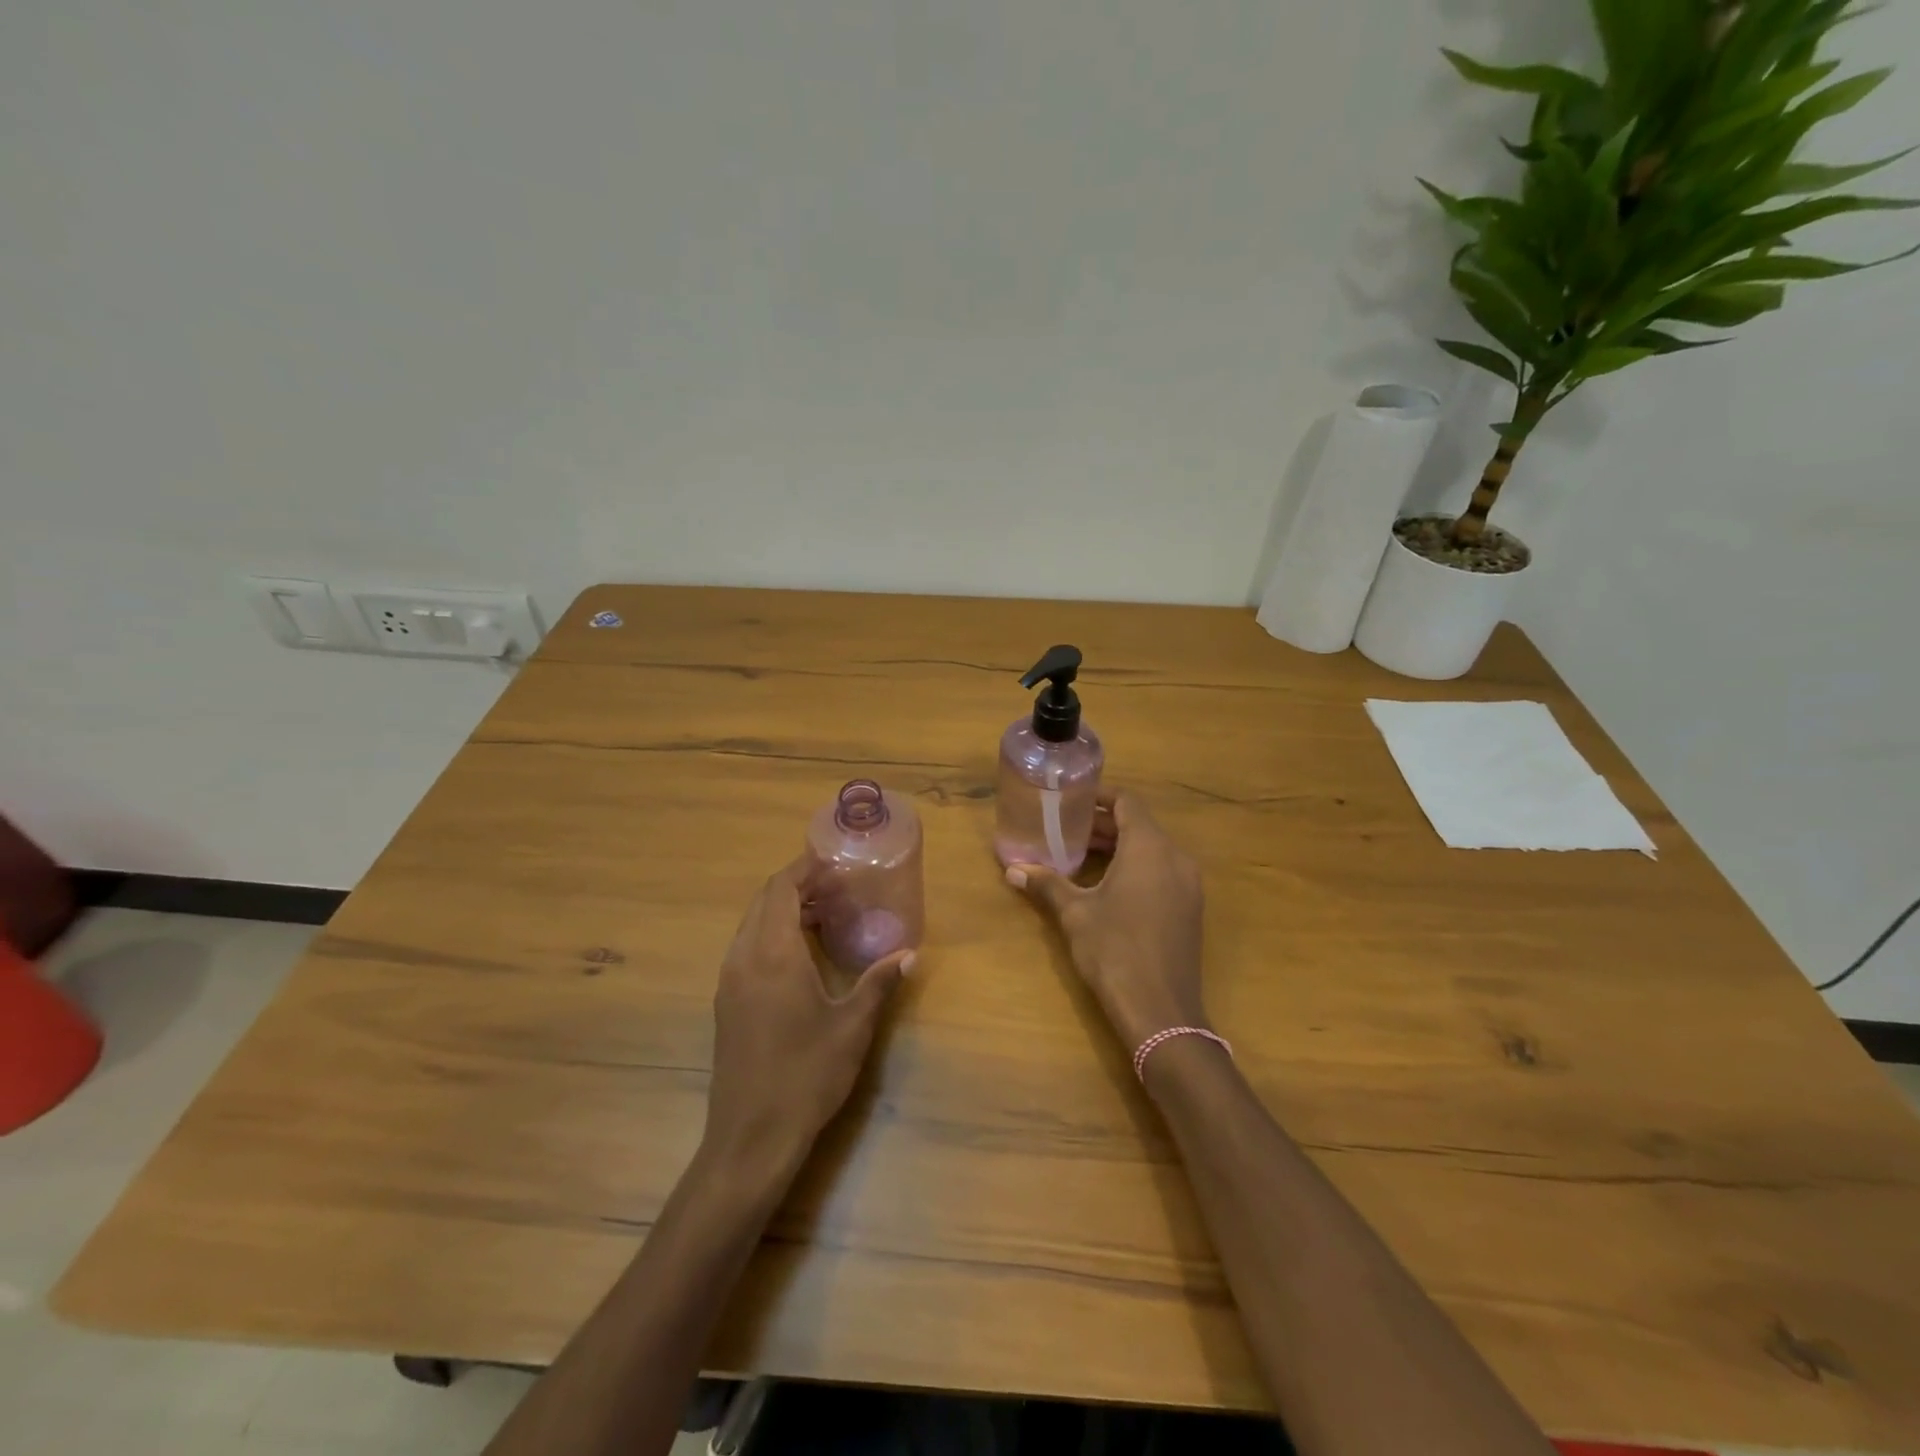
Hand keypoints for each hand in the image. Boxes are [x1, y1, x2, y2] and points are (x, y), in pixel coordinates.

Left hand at [706, 859, 912, 1169]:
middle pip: (763, 902)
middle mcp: (743, 958)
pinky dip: (771, 934)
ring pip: (751, 925)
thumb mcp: (852, 1026)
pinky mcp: (726, 1004)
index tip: (833, 861)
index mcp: (772, 954)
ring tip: (822, 913)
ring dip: (782, 909)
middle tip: (835, 886)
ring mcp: (729, 982)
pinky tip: (800, 954)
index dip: (804, 869)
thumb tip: (910, 953)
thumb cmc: (806, 1075)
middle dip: (796, 885)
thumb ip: (879, 983)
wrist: (751, 1138)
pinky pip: (746, 948)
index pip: (781, 889)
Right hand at [1006, 790, 1208, 1051]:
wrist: (1161, 1012)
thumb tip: (1013, 869)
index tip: (1071, 800)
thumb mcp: (1075, 914)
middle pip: (1139, 825)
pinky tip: (1106, 886)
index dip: (1099, 796)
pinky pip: (1161, 871)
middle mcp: (1176, 858)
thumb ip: (1047, 884)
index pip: (1127, 802)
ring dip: (1118, 847)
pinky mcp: (1190, 909)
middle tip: (1065, 830)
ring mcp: (1188, 885)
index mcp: (1150, 848)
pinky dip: (1135, 867)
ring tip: (1079, 856)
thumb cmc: (1114, 951)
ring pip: (1151, 849)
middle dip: (1103, 825)